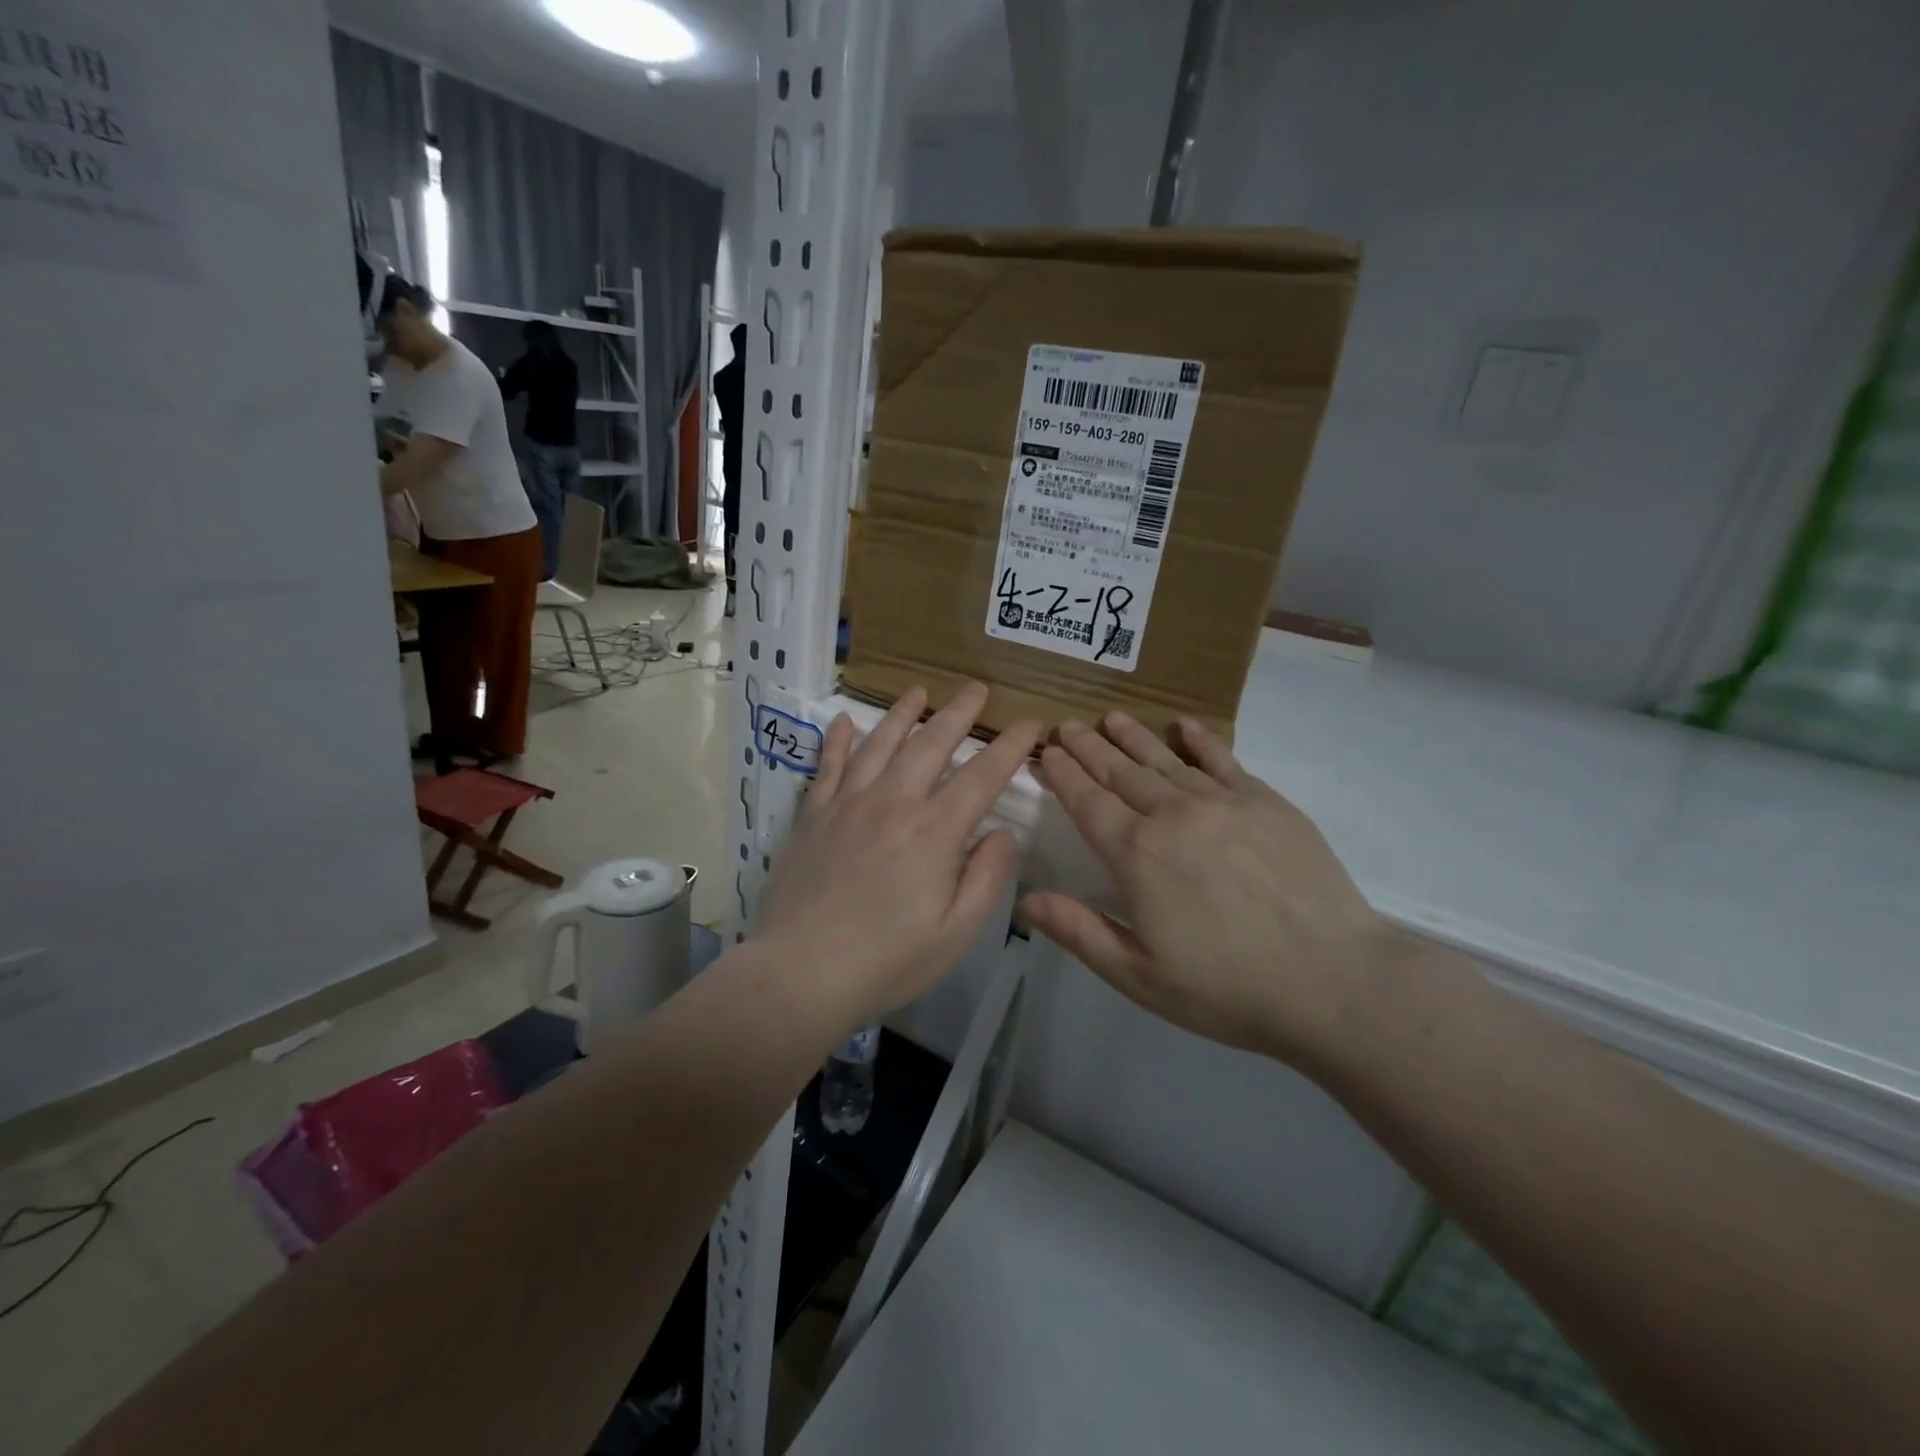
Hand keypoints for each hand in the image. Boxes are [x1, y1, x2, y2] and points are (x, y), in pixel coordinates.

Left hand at [756, 683, 1041, 1028]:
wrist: (800, 972)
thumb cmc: (886, 961)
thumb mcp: (955, 933)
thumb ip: (986, 878)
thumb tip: (1003, 832)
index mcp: (934, 832)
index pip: (982, 777)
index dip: (1010, 747)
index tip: (1030, 723)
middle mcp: (893, 803)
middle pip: (931, 745)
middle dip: (958, 713)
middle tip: (976, 688)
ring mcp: (848, 804)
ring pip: (880, 744)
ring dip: (903, 714)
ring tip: (919, 692)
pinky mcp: (813, 815)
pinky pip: (827, 765)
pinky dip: (838, 740)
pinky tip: (844, 721)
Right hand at [1019, 713, 1401, 1067]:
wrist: (1333, 980)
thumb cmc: (1226, 988)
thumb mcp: (1139, 975)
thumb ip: (1079, 931)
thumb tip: (1024, 900)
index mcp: (1136, 855)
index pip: (1087, 802)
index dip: (1065, 774)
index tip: (1049, 751)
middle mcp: (1172, 815)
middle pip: (1121, 772)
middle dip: (1090, 748)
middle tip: (1070, 725)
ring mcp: (1222, 803)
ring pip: (1165, 760)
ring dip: (1134, 738)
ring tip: (1112, 718)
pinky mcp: (1266, 802)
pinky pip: (1223, 760)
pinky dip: (1200, 740)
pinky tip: (1185, 725)